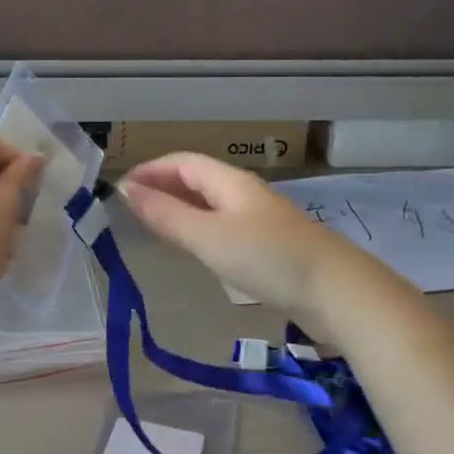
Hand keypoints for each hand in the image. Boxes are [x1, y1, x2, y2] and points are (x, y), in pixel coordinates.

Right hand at [118, 153, 368, 322]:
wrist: (335, 290)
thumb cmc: (267, 258)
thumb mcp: (208, 237)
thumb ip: (167, 215)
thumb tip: (126, 191)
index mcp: (230, 182)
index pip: (182, 162)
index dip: (149, 170)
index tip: (119, 191)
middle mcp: (244, 193)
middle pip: (197, 180)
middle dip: (162, 187)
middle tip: (130, 210)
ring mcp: (260, 219)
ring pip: (211, 204)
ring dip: (180, 208)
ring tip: (153, 226)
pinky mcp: (269, 245)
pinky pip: (224, 226)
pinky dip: (199, 229)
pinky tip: (194, 248)